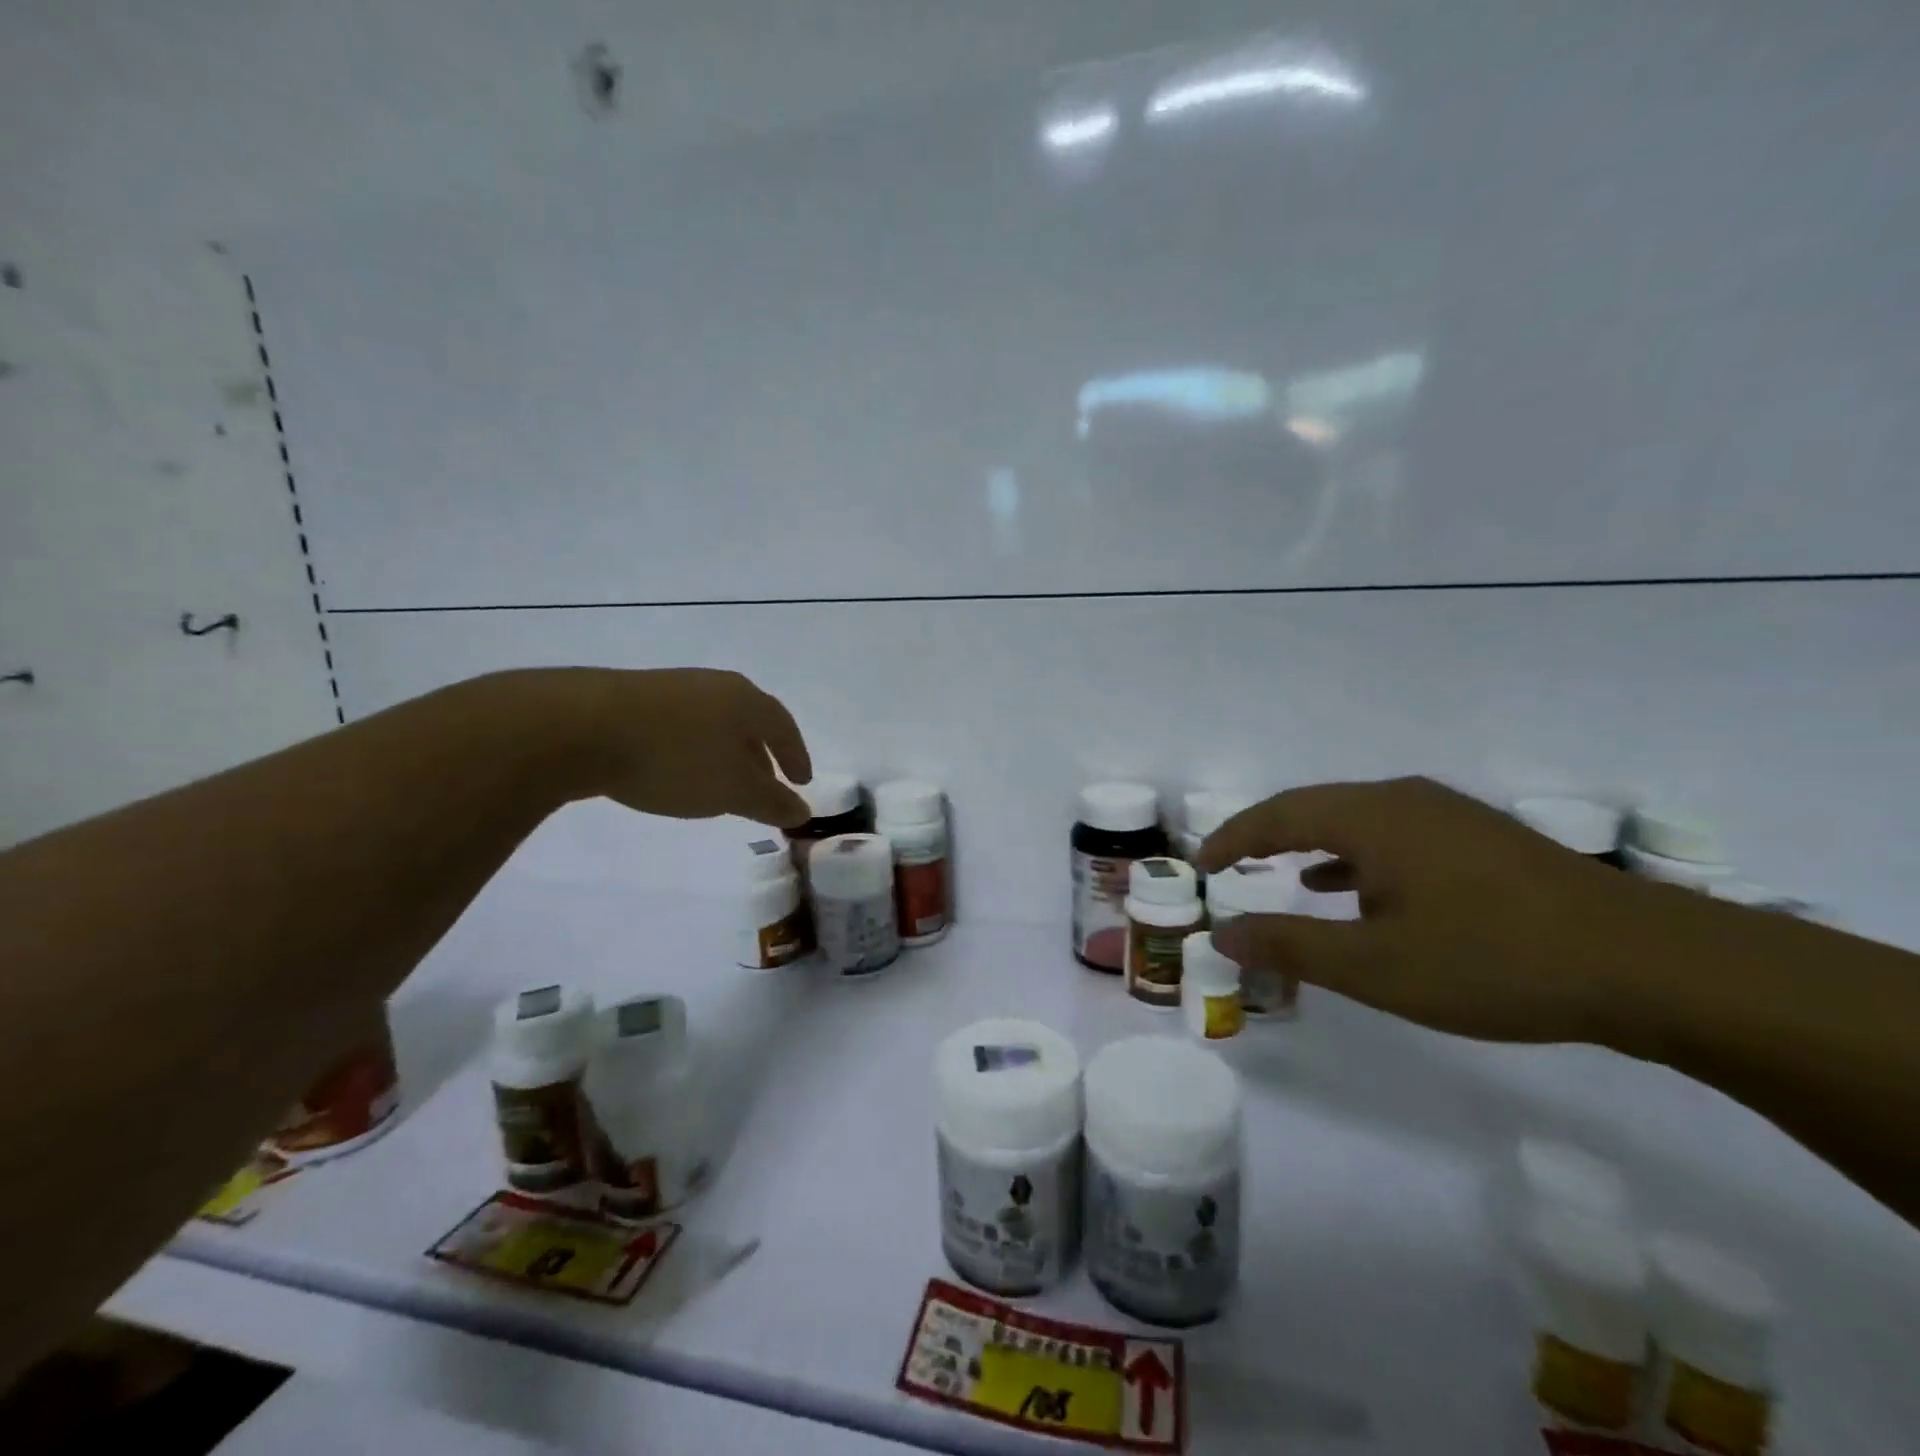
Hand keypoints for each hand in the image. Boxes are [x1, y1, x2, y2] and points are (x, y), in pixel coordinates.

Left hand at [555, 668, 812, 827]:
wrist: (581, 728)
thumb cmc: (675, 758)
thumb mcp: (732, 790)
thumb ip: (771, 802)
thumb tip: (803, 811)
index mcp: (745, 700)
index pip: (783, 726)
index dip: (796, 755)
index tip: (802, 781)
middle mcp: (714, 685)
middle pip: (749, 720)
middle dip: (761, 754)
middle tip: (765, 784)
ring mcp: (672, 688)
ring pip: (714, 722)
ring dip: (726, 752)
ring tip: (721, 782)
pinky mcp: (634, 698)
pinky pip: (681, 725)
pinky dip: (693, 748)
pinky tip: (677, 769)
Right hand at [1197, 776, 1648, 1043]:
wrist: (1651, 965)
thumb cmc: (1493, 960)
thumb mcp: (1376, 966)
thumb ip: (1290, 947)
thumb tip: (1221, 934)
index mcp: (1371, 817)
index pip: (1278, 814)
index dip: (1233, 837)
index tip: (1201, 864)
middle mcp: (1404, 800)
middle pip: (1314, 806)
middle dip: (1267, 835)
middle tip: (1231, 864)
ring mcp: (1449, 816)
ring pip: (1358, 820)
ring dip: (1313, 844)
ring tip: (1284, 873)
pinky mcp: (1482, 840)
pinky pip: (1396, 836)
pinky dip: (1359, 856)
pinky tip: (1362, 889)